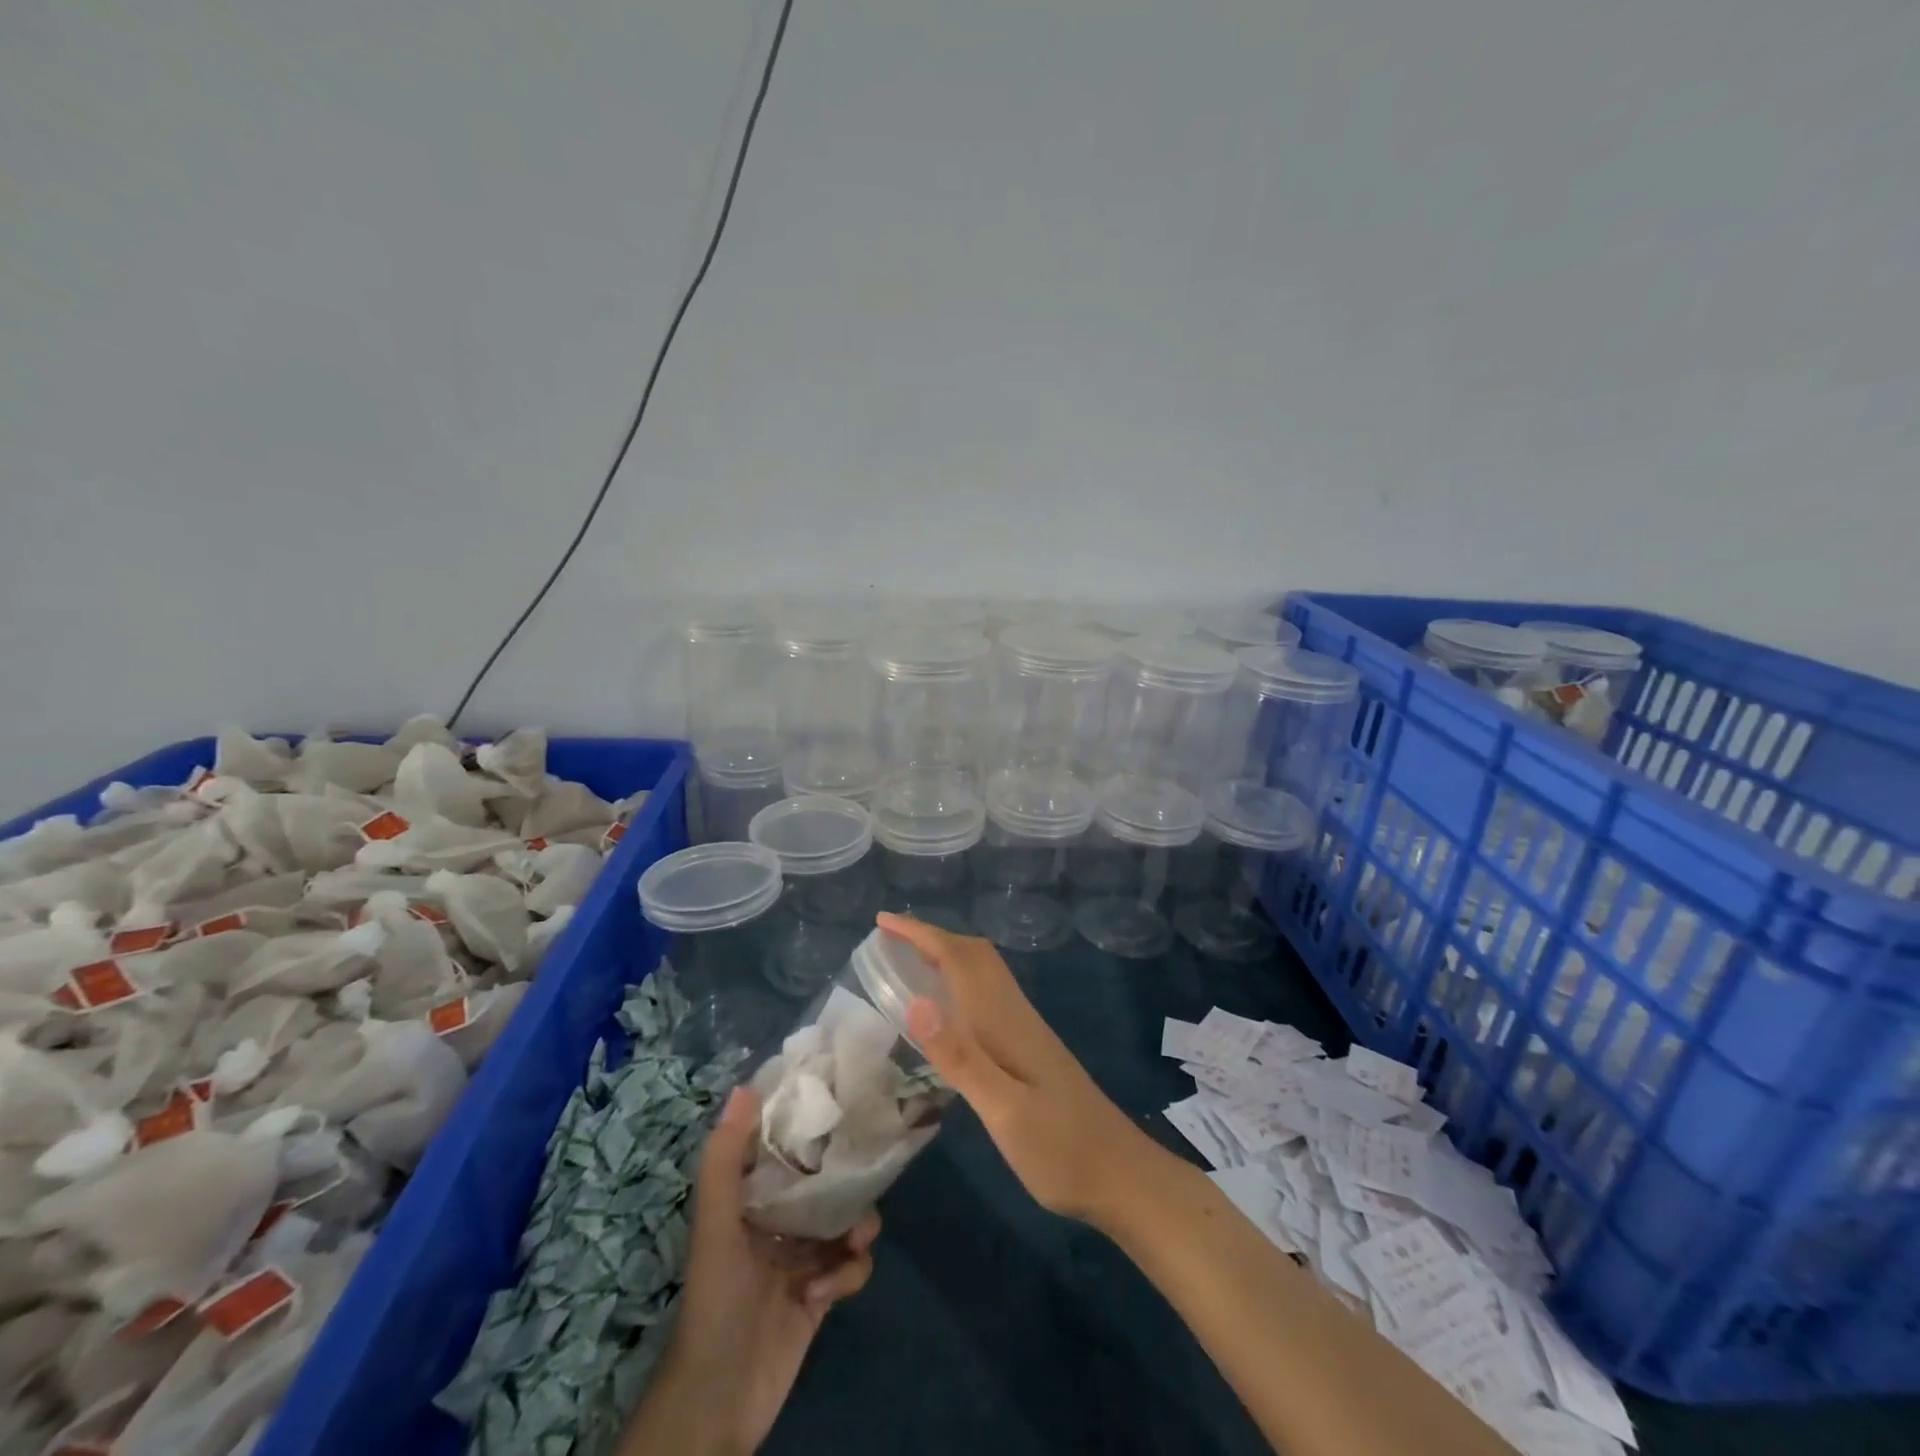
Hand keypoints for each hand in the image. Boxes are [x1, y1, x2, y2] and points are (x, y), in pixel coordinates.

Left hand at [623, 1086, 878, 1455]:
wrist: (720, 1398)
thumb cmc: (716, 1298)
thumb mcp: (716, 1224)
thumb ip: (725, 1159)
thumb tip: (744, 1087)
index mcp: (751, 1199)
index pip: (785, 1148)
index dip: (810, 1125)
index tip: (841, 1102)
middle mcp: (778, 1220)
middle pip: (825, 1182)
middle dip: (847, 1179)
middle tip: (867, 1171)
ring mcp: (802, 1258)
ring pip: (846, 1220)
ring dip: (857, 1226)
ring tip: (855, 1238)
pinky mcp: (822, 1293)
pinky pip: (851, 1266)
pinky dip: (848, 1273)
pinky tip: (827, 1293)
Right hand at [879, 912, 1156, 1228]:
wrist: (1121, 1175)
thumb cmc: (1060, 1149)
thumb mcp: (1004, 1111)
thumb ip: (961, 1058)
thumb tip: (916, 1002)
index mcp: (1004, 1021)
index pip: (958, 959)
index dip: (920, 934)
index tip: (882, 921)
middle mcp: (1014, 1014)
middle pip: (974, 955)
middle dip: (932, 937)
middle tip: (890, 937)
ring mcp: (1025, 1030)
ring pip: (983, 972)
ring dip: (947, 954)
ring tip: (910, 961)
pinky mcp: (1030, 1048)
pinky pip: (987, 994)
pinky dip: (960, 981)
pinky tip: (949, 1008)